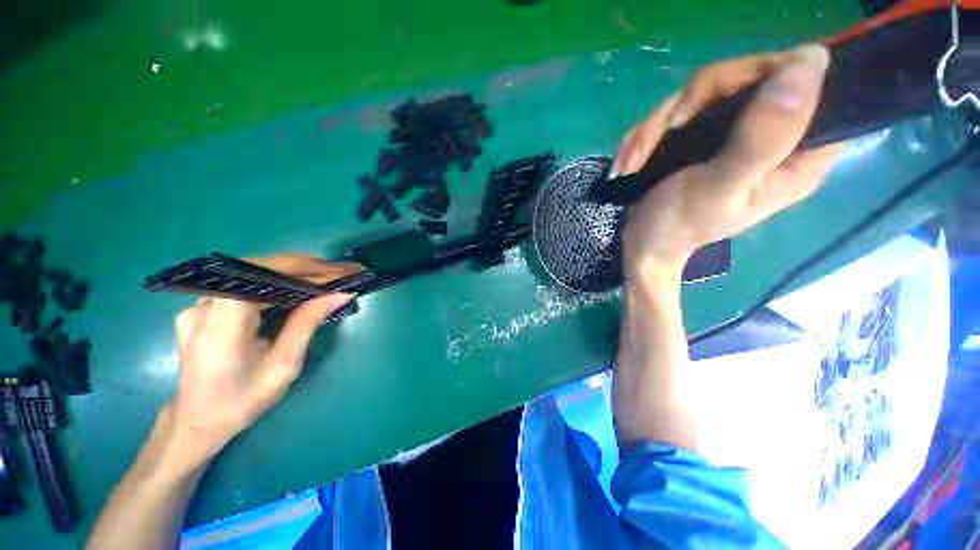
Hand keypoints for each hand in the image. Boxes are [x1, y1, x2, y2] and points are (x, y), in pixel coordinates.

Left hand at [169, 255, 361, 464]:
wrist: (197, 423)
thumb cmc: (242, 400)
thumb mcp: (283, 365)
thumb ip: (307, 323)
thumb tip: (340, 294)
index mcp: (223, 320)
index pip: (265, 274)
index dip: (306, 268)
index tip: (341, 270)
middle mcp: (205, 304)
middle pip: (261, 270)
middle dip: (305, 269)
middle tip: (341, 273)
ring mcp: (200, 304)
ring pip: (254, 276)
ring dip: (293, 275)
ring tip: (326, 279)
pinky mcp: (203, 309)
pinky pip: (246, 287)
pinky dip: (276, 285)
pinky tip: (296, 291)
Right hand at [614, 44, 842, 282]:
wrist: (642, 244)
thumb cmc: (680, 226)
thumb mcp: (720, 187)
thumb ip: (765, 135)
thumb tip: (810, 59)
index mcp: (799, 155)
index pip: (814, 84)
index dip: (772, 76)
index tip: (724, 101)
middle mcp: (774, 136)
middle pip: (748, 77)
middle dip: (695, 101)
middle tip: (668, 129)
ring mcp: (734, 133)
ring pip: (704, 91)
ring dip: (657, 125)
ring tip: (633, 162)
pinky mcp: (702, 136)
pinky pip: (677, 110)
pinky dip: (646, 134)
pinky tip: (631, 161)